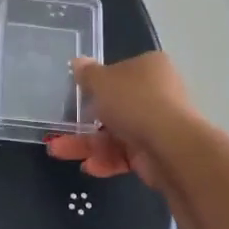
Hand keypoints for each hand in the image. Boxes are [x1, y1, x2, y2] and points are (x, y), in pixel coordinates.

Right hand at [45, 52, 197, 189]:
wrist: (171, 147)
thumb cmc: (134, 102)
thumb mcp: (101, 81)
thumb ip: (87, 74)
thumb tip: (78, 62)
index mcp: (150, 68)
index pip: (121, 72)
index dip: (99, 83)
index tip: (79, 94)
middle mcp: (158, 94)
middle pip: (116, 106)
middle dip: (85, 119)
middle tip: (60, 127)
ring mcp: (158, 125)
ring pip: (116, 133)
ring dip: (87, 143)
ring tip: (58, 151)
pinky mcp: (156, 154)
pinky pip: (125, 155)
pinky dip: (106, 160)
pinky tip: (89, 167)